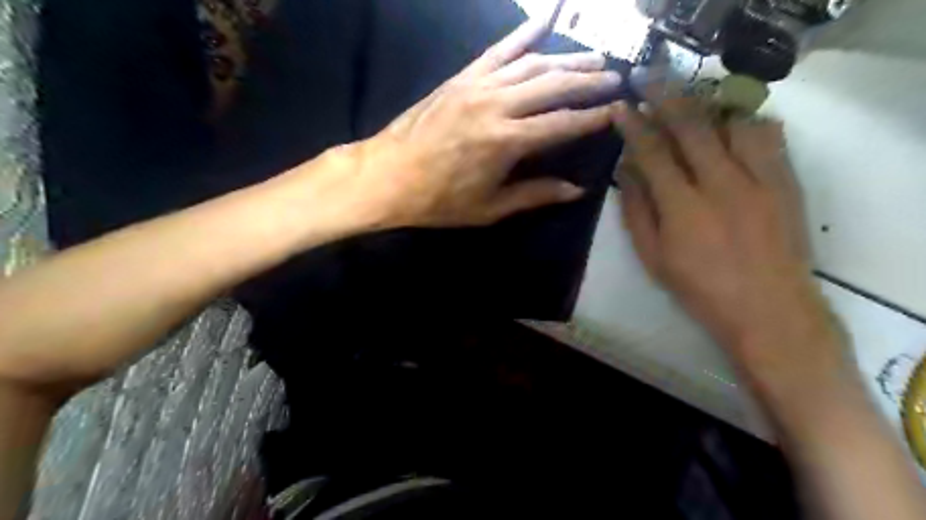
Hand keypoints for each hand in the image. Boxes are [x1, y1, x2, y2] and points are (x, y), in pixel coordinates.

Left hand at [322, 20, 621, 226]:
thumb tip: (576, 189)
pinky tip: (547, 16)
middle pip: (553, 85)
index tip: (617, 111)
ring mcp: (477, 85)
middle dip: (588, 81)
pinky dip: (525, 32)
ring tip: (595, 56)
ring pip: (532, 63)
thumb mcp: (489, 208)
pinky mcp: (462, 77)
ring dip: (567, 58)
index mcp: (505, 142)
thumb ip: (535, 195)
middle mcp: (496, 105)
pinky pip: (498, 48)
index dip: (592, 118)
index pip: (561, 124)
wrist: (387, 176)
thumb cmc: (438, 200)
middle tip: (616, 78)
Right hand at [614, 95, 855, 405]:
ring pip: (731, 122)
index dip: (634, 126)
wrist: (768, 309)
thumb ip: (637, 210)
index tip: (620, 107)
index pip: (652, 152)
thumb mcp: (653, 256)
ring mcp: (758, 179)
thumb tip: (626, 170)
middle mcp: (720, 183)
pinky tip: (732, 127)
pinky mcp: (785, 182)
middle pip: (690, 127)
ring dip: (706, 108)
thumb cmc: (699, 288)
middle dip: (665, 98)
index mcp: (682, 206)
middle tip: (647, 79)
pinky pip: (768, 136)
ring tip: (689, 105)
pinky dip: (746, 123)